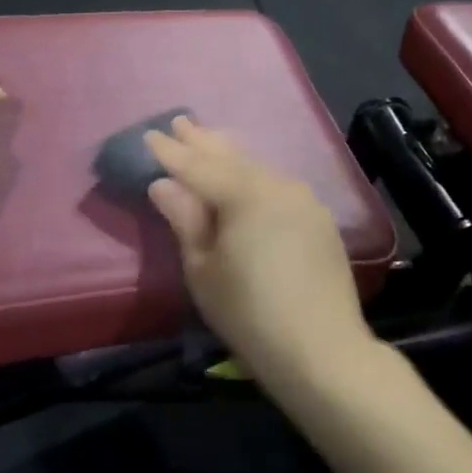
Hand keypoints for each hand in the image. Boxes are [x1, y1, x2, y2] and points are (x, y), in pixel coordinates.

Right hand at [146, 118, 370, 386]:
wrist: (322, 350)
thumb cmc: (249, 313)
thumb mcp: (204, 269)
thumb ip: (185, 219)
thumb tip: (164, 184)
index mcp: (244, 194)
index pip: (197, 166)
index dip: (171, 152)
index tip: (149, 135)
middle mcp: (276, 184)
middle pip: (231, 156)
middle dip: (202, 140)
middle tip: (179, 122)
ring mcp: (302, 198)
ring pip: (256, 166)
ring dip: (229, 153)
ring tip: (208, 139)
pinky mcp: (318, 217)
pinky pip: (276, 183)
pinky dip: (253, 174)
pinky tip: (245, 174)